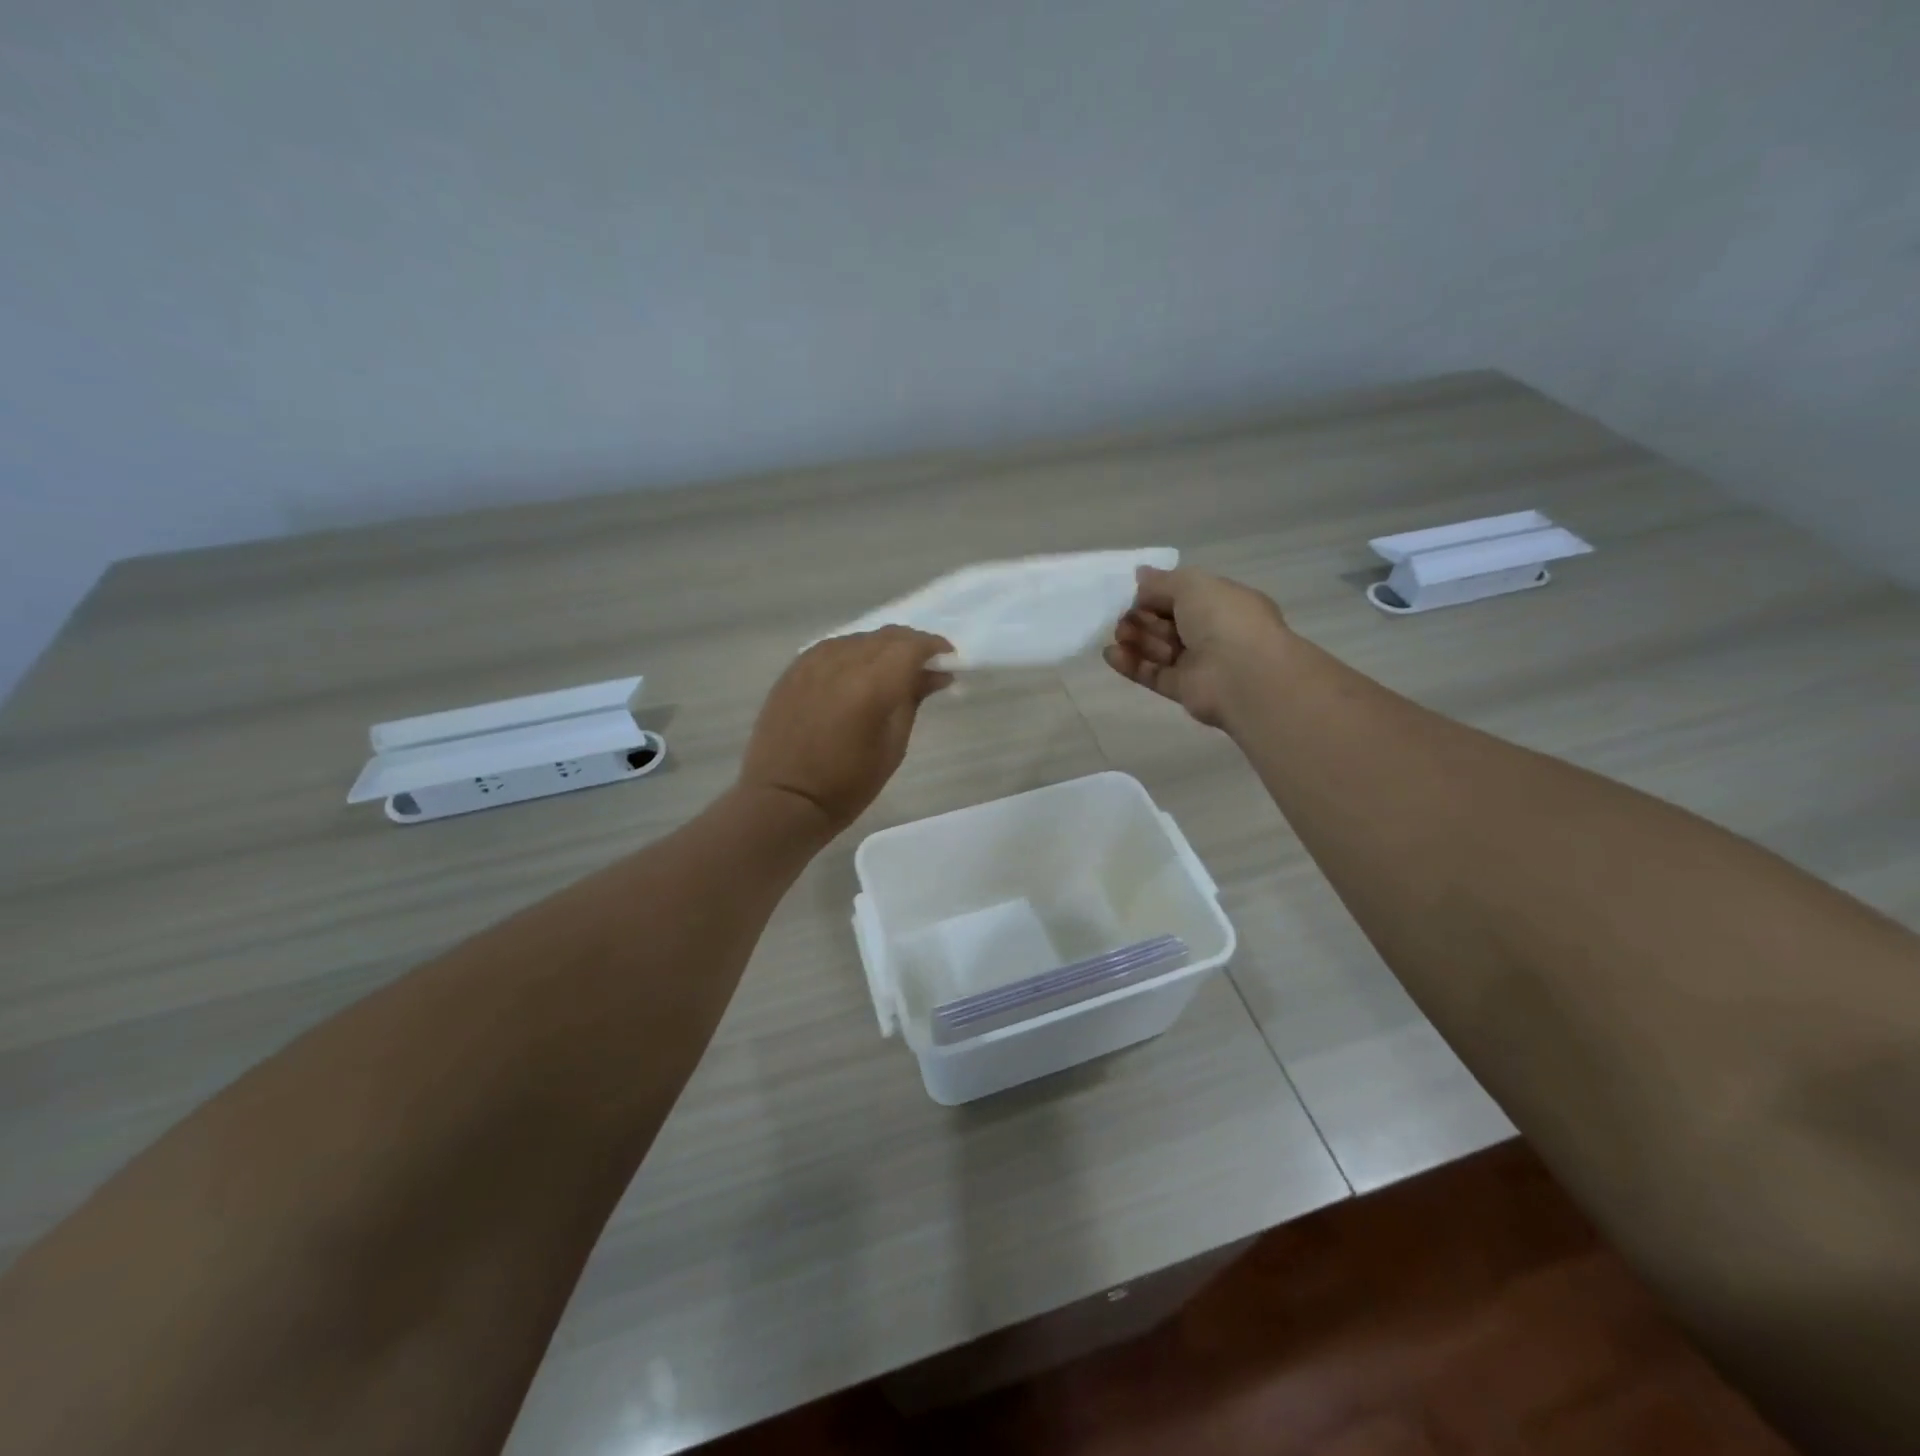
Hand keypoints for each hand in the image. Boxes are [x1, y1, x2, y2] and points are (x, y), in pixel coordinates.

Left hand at [741, 627, 953, 830]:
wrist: (783, 798)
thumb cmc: (847, 784)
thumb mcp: (893, 746)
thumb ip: (913, 700)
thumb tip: (936, 675)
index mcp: (872, 685)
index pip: (911, 646)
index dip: (934, 648)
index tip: (948, 660)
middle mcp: (842, 662)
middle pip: (886, 636)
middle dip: (911, 646)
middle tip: (924, 667)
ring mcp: (813, 662)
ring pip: (859, 638)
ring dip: (881, 648)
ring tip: (891, 672)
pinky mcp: (794, 669)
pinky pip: (832, 648)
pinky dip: (853, 654)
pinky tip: (857, 673)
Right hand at [1104, 567, 1290, 728]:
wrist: (1242, 674)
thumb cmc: (1223, 619)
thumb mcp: (1192, 585)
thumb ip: (1162, 581)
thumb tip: (1140, 574)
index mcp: (1222, 603)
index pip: (1183, 595)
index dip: (1156, 594)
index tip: (1132, 594)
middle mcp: (1212, 632)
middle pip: (1167, 622)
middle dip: (1142, 617)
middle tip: (1122, 616)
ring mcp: (1198, 663)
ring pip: (1159, 648)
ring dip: (1135, 639)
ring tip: (1118, 635)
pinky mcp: (1183, 689)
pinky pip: (1153, 674)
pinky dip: (1131, 664)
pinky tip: (1110, 655)